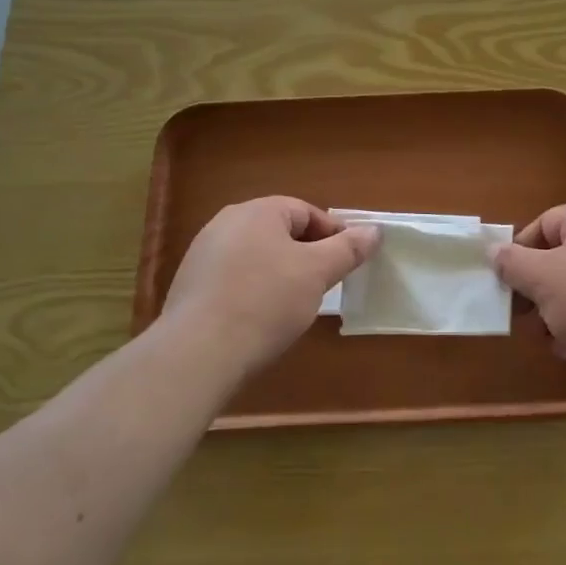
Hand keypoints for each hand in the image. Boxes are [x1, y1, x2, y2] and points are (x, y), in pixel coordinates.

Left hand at [159, 197, 377, 377]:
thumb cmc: (266, 302)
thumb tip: (374, 231)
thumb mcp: (317, 273)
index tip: (348, 263)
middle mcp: (226, 223)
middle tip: (325, 284)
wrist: (197, 353)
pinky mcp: (191, 286)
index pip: (306, 212)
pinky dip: (255, 290)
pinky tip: (262, 318)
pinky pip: (235, 278)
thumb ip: (348, 249)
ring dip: (281, 273)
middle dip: (307, 255)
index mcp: (257, 211)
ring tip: (295, 304)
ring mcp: (203, 254)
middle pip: (281, 232)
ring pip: (258, 256)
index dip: (334, 234)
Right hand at [493, 202, 565, 380]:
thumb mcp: (542, 280)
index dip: (520, 254)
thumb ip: (513, 263)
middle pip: (563, 254)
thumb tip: (494, 250)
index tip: (508, 286)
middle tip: (526, 318)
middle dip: (539, 288)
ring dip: (559, 309)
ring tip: (550, 340)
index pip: (544, 224)